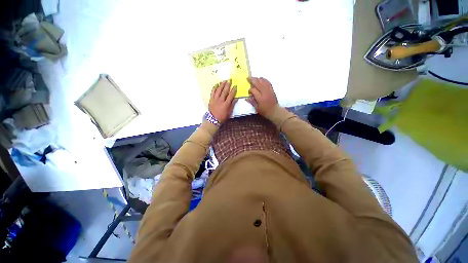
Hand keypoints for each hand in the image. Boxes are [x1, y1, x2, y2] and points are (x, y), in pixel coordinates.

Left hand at [209, 80, 237, 122]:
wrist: (213, 119)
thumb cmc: (222, 117)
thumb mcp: (229, 112)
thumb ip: (232, 105)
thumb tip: (236, 98)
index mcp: (226, 104)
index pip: (231, 95)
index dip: (233, 90)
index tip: (235, 86)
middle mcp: (221, 100)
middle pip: (224, 91)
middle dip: (227, 85)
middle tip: (229, 80)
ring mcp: (215, 99)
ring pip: (219, 90)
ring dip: (221, 85)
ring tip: (224, 80)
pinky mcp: (211, 99)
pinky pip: (212, 92)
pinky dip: (214, 88)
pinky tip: (216, 84)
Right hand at [246, 77, 277, 116]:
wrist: (274, 111)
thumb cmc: (265, 111)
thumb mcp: (257, 108)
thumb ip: (252, 102)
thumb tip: (246, 98)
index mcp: (260, 98)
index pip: (254, 90)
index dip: (250, 90)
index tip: (248, 91)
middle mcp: (265, 93)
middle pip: (258, 84)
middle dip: (253, 80)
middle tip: (248, 78)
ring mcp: (269, 90)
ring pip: (263, 82)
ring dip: (258, 79)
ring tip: (253, 77)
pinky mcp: (272, 90)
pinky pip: (268, 82)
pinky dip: (264, 79)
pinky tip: (261, 78)